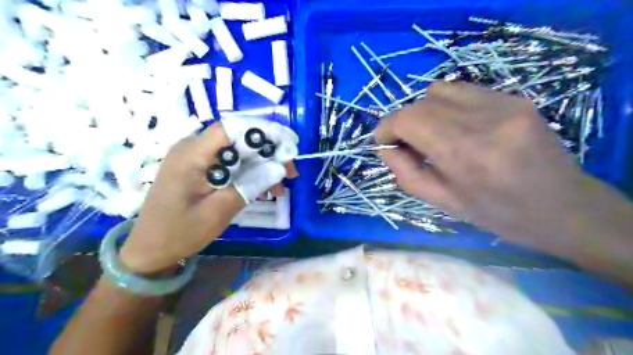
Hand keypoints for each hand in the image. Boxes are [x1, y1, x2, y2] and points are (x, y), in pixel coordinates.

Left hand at [119, 122, 298, 274]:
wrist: (149, 248)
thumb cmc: (181, 232)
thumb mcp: (219, 211)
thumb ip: (250, 185)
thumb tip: (279, 167)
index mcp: (192, 154)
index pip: (233, 128)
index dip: (264, 131)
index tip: (289, 145)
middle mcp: (192, 147)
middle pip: (238, 138)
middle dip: (268, 151)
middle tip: (290, 171)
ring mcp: (195, 156)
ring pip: (237, 150)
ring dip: (261, 164)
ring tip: (281, 185)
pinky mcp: (198, 167)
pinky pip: (229, 162)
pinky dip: (248, 172)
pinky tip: (264, 187)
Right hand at [375, 80, 594, 245]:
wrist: (563, 207)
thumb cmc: (497, 214)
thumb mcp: (443, 203)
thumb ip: (406, 173)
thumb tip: (385, 148)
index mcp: (464, 154)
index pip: (408, 120)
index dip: (387, 127)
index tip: (383, 141)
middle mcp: (483, 121)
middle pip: (421, 103)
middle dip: (403, 122)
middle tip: (407, 144)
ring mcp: (503, 104)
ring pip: (439, 91)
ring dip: (425, 112)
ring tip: (433, 134)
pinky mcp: (515, 97)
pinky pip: (463, 91)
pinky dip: (447, 106)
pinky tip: (457, 127)